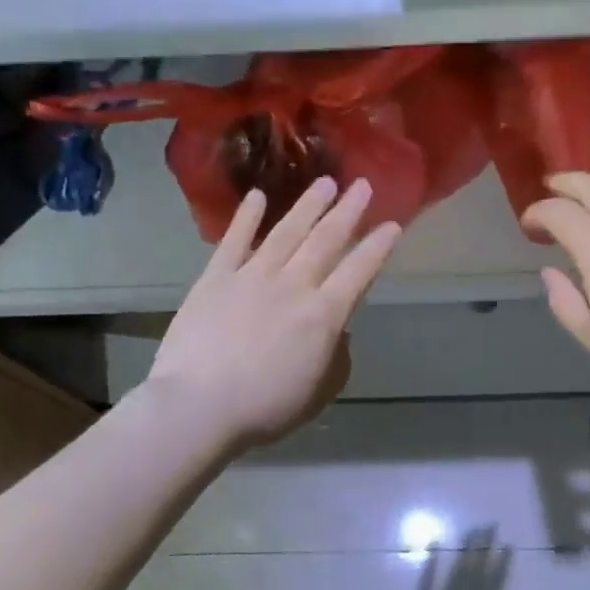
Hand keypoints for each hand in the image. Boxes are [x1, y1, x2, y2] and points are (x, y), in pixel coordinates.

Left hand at [148, 177, 400, 451]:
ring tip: (325, 182)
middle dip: (348, 211)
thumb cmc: (265, 408)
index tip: (392, 224)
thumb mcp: (319, 392)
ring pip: (287, 231)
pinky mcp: (216, 278)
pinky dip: (247, 217)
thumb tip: (338, 333)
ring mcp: (252, 276)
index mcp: (323, 315)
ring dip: (308, 205)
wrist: (198, 406)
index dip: (378, 247)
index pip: (359, 271)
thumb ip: (337, 359)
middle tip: (363, 185)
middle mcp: (294, 284)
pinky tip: (257, 196)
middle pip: (326, 240)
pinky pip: (234, 241)